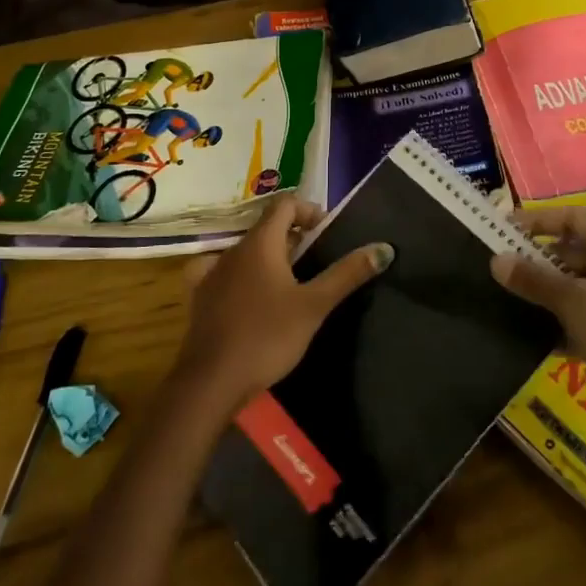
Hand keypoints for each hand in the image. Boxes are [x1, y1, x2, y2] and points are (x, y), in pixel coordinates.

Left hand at [173, 195, 392, 411]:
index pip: (285, 204)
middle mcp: (233, 249)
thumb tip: (383, 248)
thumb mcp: (314, 306)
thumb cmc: (267, 336)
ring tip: (292, 285)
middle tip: (318, 263)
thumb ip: (347, 274)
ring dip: (270, 259)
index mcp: (260, 242)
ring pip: (247, 251)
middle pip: (267, 228)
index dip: (309, 211)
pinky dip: (243, 276)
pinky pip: (225, 273)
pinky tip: (251, 297)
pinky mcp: (201, 297)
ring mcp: (212, 272)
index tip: (328, 234)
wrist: (212, 381)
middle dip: (294, 238)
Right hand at [490, 208, 585, 450]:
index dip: (538, 220)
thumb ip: (534, 279)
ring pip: (575, 285)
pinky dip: (557, 320)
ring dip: (544, 291)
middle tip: (498, 264)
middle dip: (537, 258)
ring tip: (504, 294)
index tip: (502, 228)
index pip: (574, 218)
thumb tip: (496, 260)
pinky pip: (580, 315)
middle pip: (574, 250)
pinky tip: (525, 330)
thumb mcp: (575, 302)